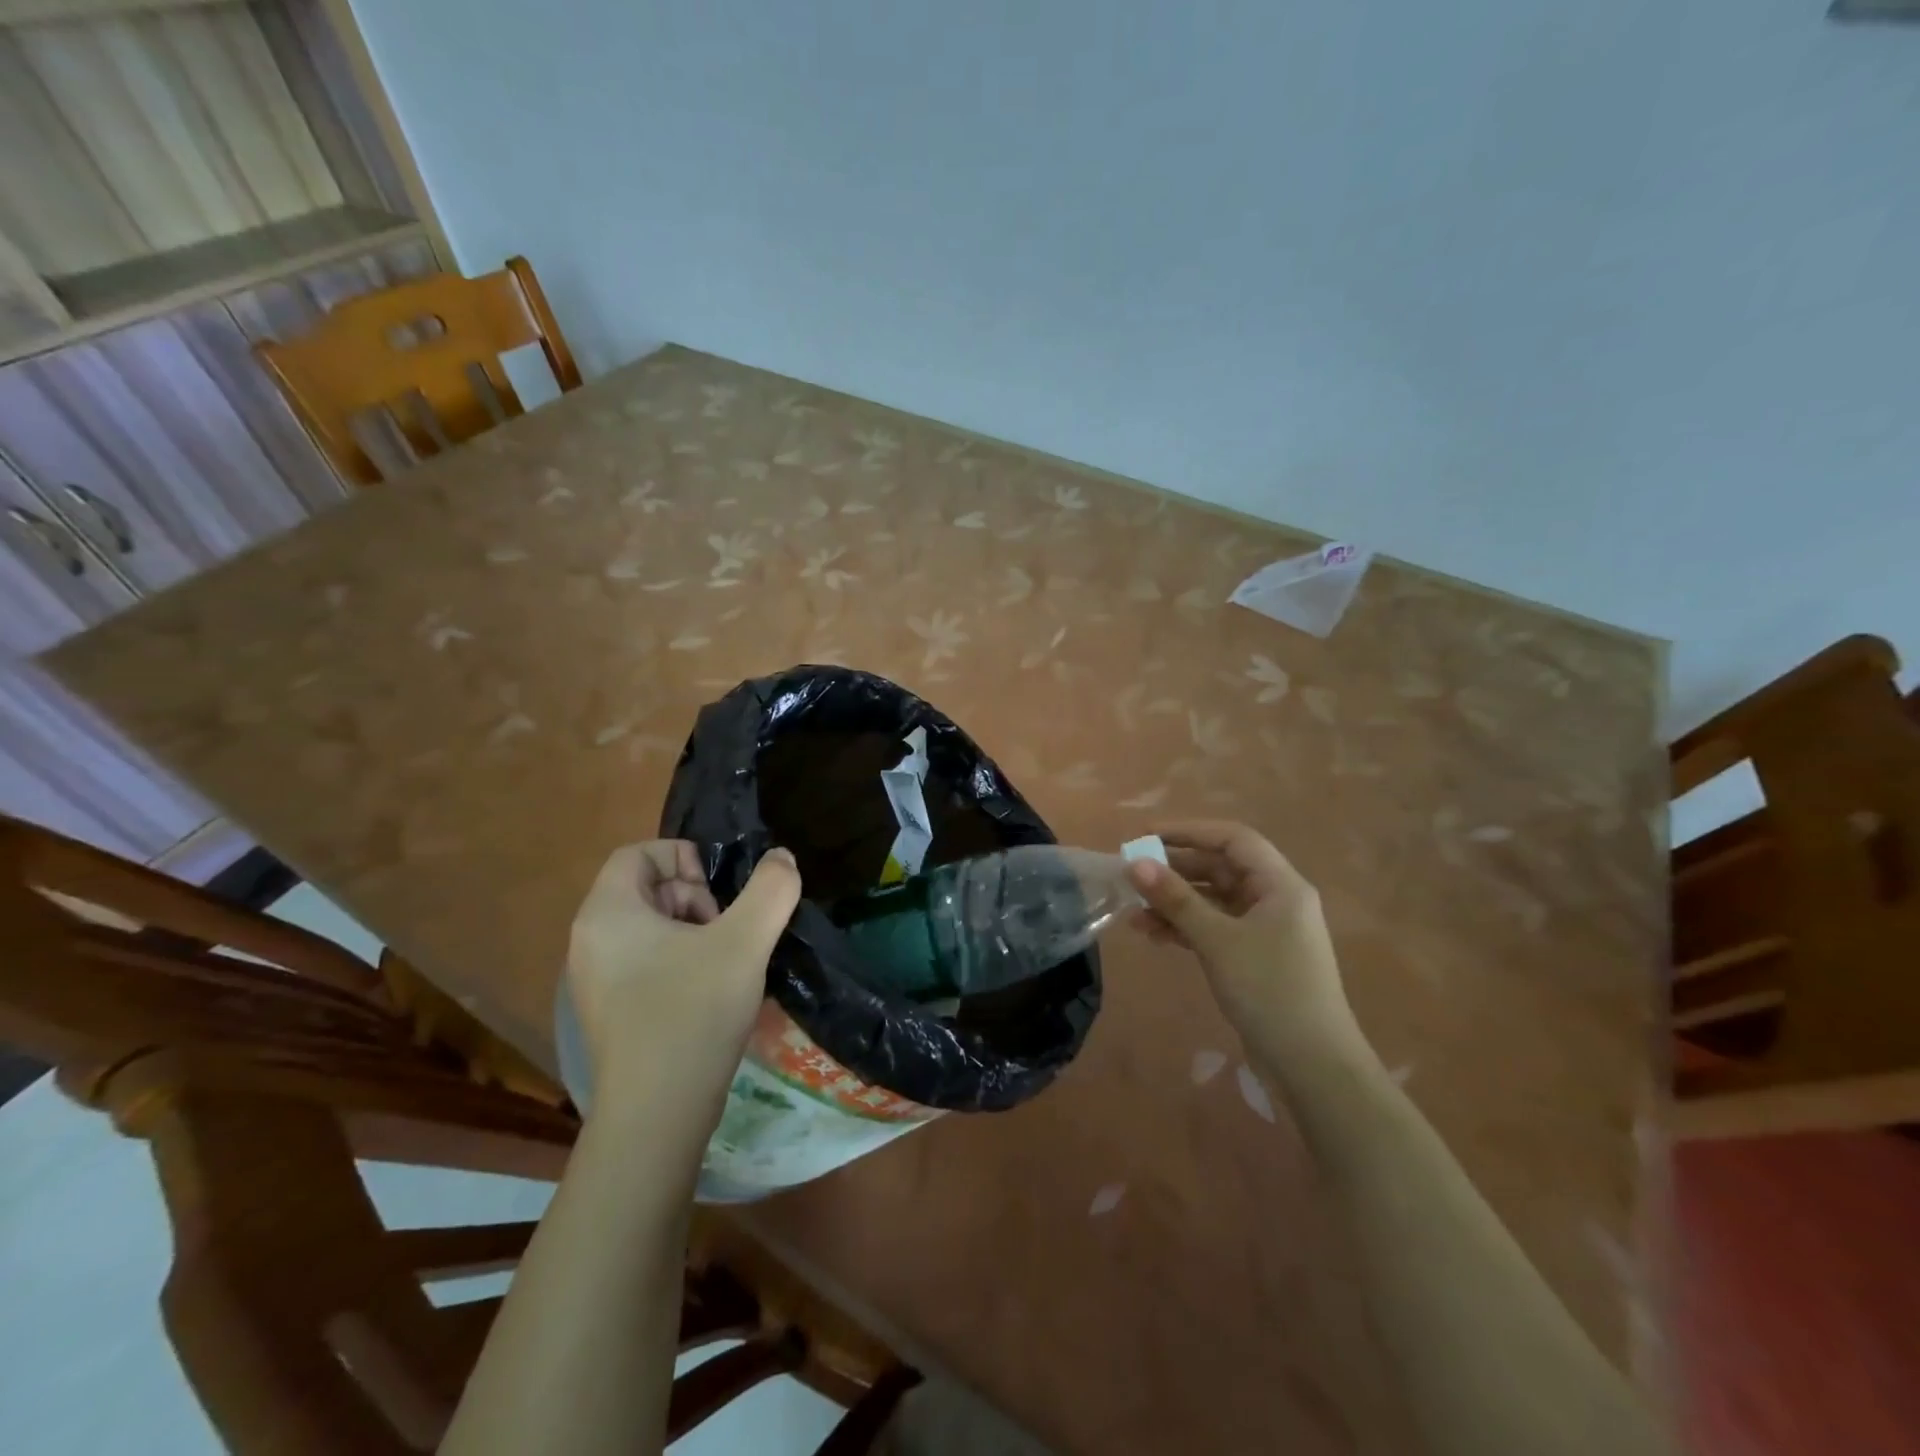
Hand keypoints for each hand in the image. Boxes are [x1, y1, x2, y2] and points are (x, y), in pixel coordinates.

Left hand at [566, 841, 799, 1113]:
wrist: (657, 1114)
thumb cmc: (692, 1012)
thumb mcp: (744, 942)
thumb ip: (771, 890)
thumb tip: (783, 858)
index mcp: (607, 913)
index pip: (638, 853)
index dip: (683, 858)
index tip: (718, 895)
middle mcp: (589, 940)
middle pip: (645, 888)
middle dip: (694, 898)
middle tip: (725, 933)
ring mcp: (594, 980)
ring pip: (649, 927)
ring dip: (692, 931)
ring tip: (723, 964)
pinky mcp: (609, 1011)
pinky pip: (644, 962)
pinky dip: (679, 961)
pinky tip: (709, 992)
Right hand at [1126, 821, 1363, 1069]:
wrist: (1313, 1067)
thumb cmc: (1270, 990)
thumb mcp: (1218, 940)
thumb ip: (1176, 900)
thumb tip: (1135, 864)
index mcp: (1280, 885)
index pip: (1232, 839)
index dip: (1188, 831)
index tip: (1146, 837)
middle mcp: (1274, 899)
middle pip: (1220, 868)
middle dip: (1175, 870)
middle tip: (1132, 874)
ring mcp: (1265, 930)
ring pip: (1213, 900)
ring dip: (1174, 903)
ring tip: (1133, 912)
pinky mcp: (1253, 957)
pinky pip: (1213, 928)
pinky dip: (1185, 928)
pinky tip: (1152, 934)